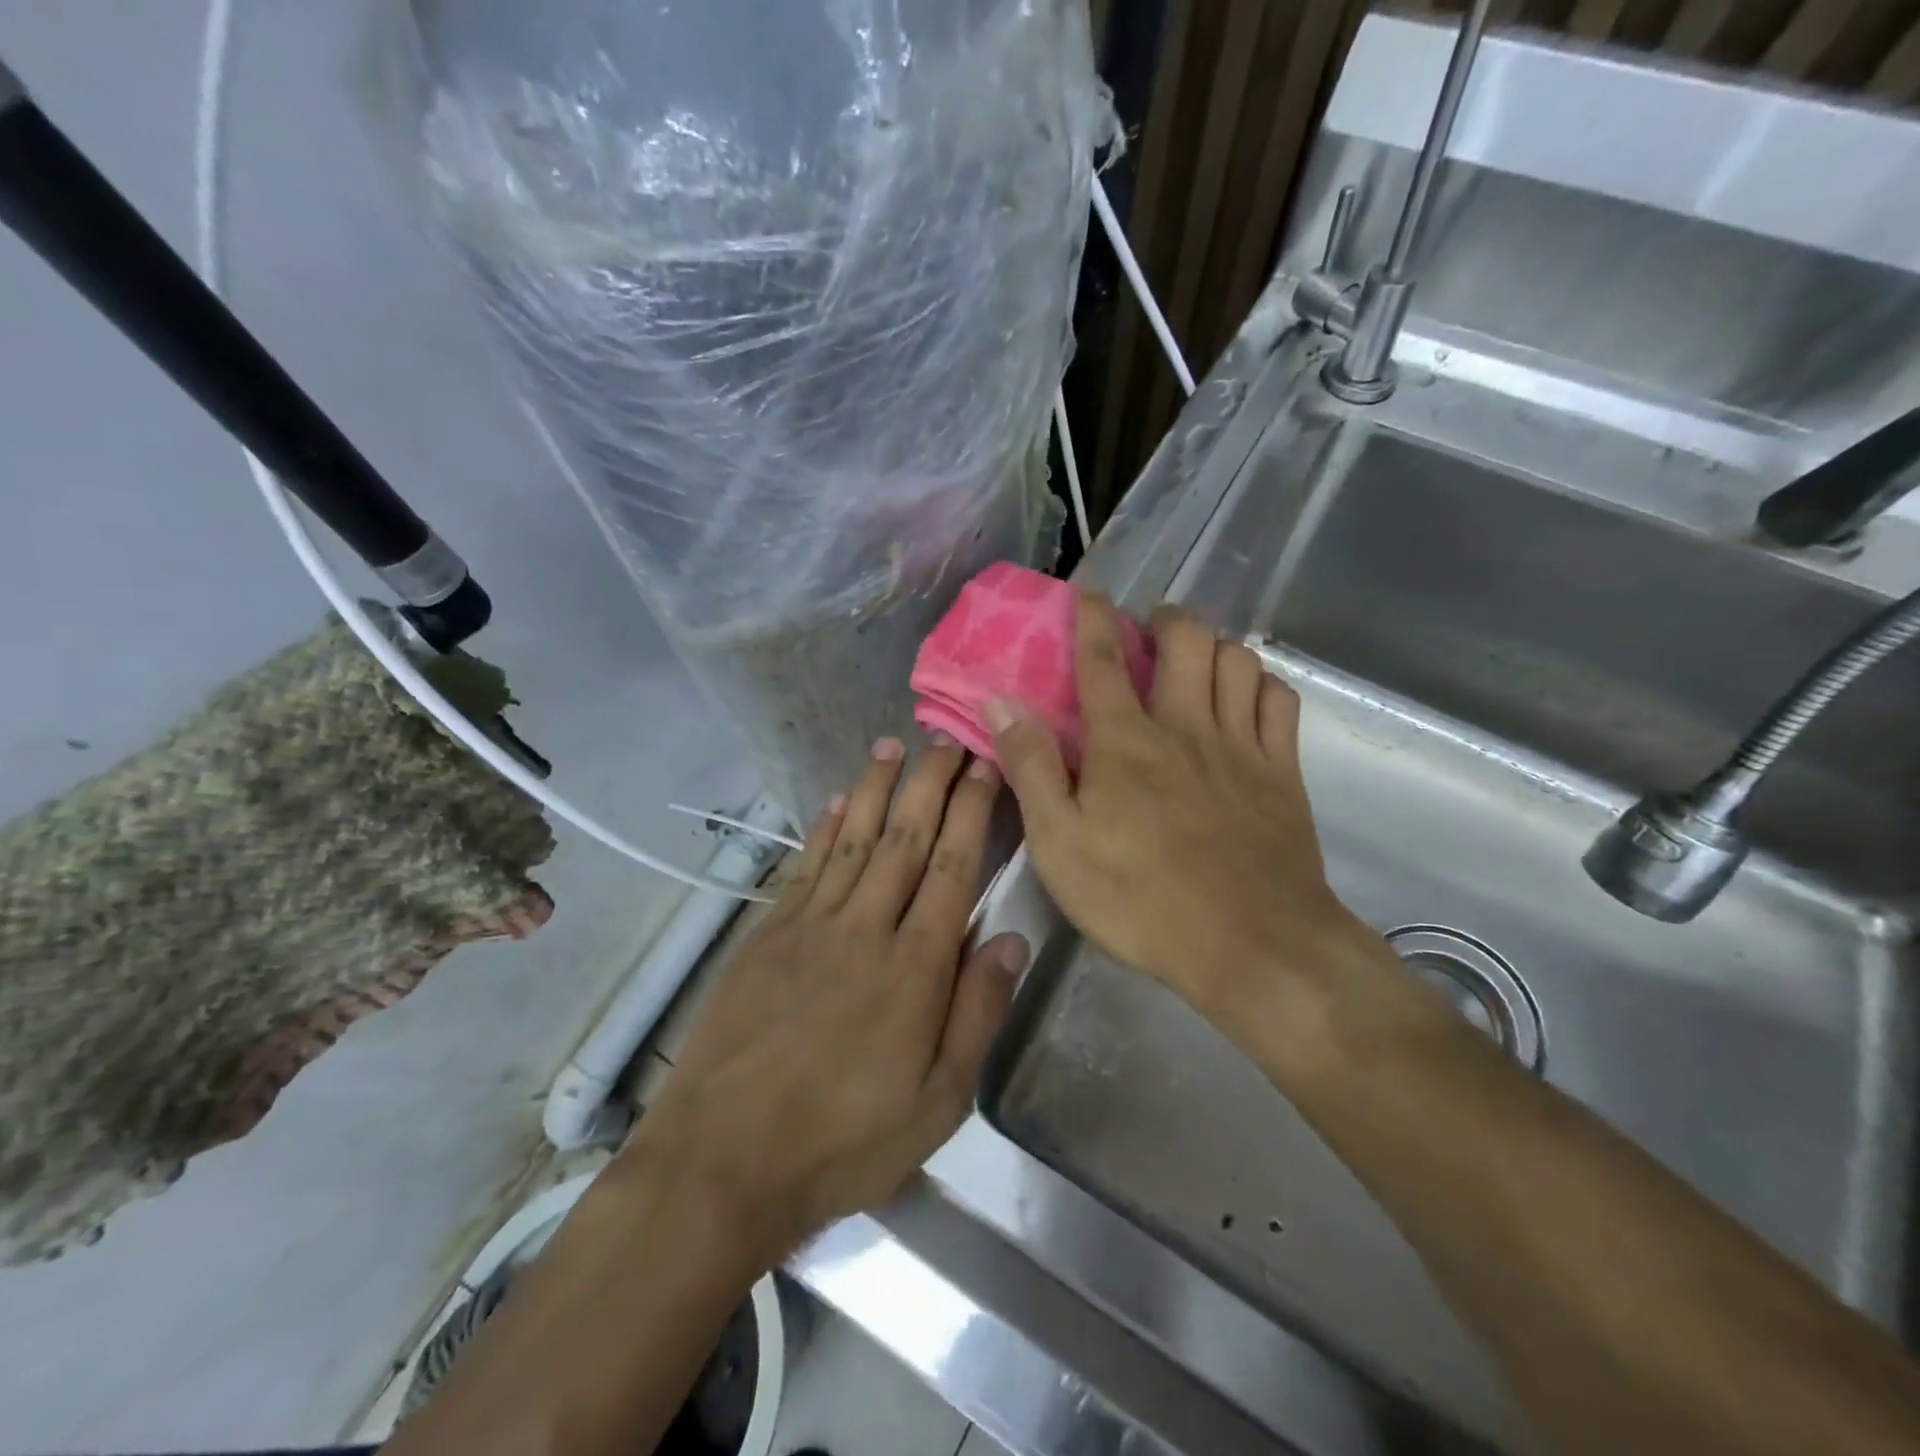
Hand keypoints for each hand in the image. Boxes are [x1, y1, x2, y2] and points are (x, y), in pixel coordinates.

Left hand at [629, 738, 1027, 1259]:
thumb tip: (1011, 938)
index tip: (985, 770)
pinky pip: (804, 866)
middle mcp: (865, 927)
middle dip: (930, 783)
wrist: (722, 1161)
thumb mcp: (937, 1102)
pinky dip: (823, 827)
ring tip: (894, 745)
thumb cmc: (843, 1142)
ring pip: (853, 838)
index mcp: (915, 967)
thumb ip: (978, 1013)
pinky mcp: (767, 934)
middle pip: (905, 839)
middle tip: (948, 739)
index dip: (972, 813)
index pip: (953, 868)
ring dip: (876, 787)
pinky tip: (837, 799)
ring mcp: (810, 925)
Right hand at [986, 595, 1395, 1070]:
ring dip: (1214, 644)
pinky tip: (1245, 697)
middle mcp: (1185, 725)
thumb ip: (1032, 768)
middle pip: (1185, 638)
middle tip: (1149, 632)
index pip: (1103, 658)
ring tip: (1196, 661)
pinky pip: (1279, 699)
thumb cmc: (1141, 899)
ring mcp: (1241, 744)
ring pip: (1237, 658)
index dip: (1092, 617)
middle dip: (1165, 618)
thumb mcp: (1060, 844)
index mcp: (1125, 741)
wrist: (1252, 944)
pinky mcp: (1282, 771)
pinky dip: (1260, 683)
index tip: (1089, 593)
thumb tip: (1001, 702)